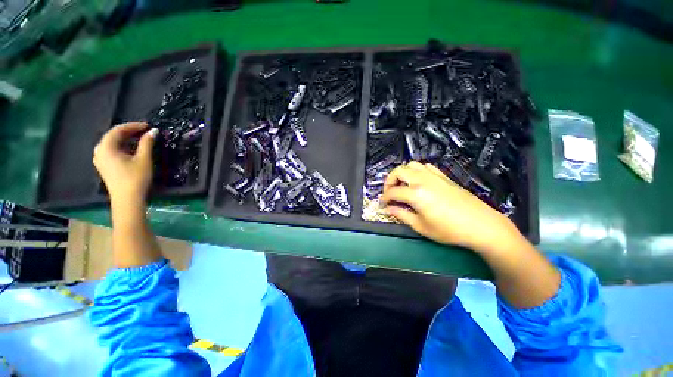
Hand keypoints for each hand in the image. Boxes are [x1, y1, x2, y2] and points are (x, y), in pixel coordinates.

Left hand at [93, 122, 157, 204]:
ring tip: (140, 139)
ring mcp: (100, 159)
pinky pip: (112, 150)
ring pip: (112, 143)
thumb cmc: (135, 178)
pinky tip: (132, 149)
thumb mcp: (144, 159)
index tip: (148, 126)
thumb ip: (147, 143)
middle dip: (129, 132)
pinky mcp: (104, 166)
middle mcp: (100, 151)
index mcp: (106, 147)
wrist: (127, 199)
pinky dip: (122, 146)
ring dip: (126, 139)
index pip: (118, 130)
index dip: (133, 126)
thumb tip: (154, 130)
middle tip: (145, 131)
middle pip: (113, 136)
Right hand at [381, 161, 519, 252]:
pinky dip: (417, 171)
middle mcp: (423, 180)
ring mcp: (435, 176)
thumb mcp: (421, 226)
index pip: (393, 191)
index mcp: (416, 193)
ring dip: (403, 173)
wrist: (481, 225)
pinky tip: (418, 181)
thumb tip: (388, 209)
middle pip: (399, 171)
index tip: (382, 204)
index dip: (384, 198)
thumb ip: (402, 215)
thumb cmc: (449, 230)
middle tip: (389, 193)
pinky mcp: (444, 177)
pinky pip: (426, 167)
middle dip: (389, 181)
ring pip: (412, 165)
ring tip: (402, 185)